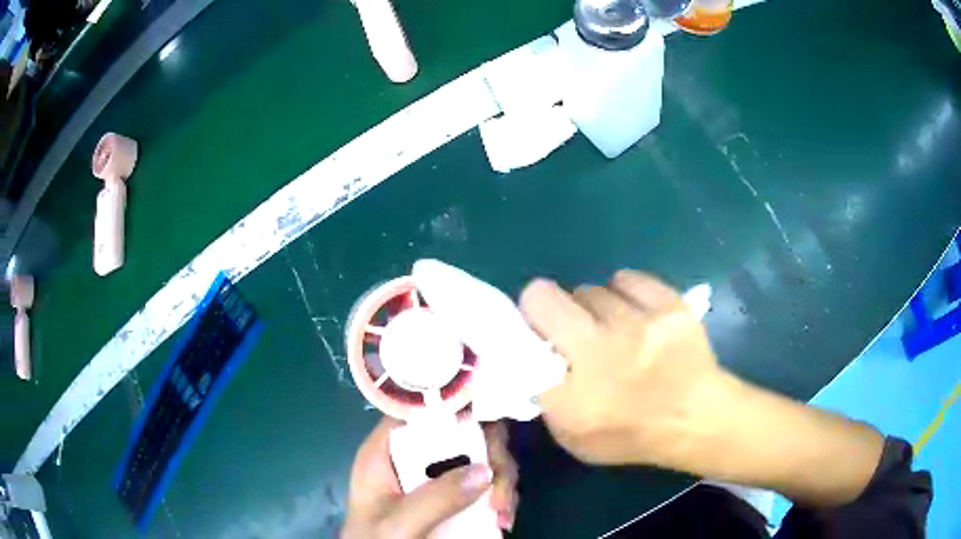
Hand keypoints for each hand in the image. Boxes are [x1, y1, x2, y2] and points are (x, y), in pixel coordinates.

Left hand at [342, 418, 518, 537]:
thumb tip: (486, 470)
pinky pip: (485, 482)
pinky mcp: (451, 494)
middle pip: (461, 430)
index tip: (489, 419)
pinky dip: (499, 496)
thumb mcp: (398, 524)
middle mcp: (412, 455)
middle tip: (499, 493)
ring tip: (503, 515)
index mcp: (386, 450)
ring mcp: (434, 475)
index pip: (420, 408)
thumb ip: (435, 498)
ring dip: (501, 481)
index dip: (455, 404)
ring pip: (480, 456)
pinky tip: (502, 520)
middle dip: (491, 456)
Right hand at [520, 270, 722, 466]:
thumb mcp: (571, 435)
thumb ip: (545, 395)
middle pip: (547, 296)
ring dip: (594, 308)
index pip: (523, 333)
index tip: (538, 333)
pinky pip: (627, 278)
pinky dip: (625, 293)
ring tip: (614, 328)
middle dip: (551, 309)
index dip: (527, 325)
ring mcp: (640, 323)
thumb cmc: (630, 433)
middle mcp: (601, 351)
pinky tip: (635, 313)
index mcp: (570, 392)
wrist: (695, 419)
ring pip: (591, 290)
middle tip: (574, 329)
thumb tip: (532, 353)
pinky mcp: (669, 304)